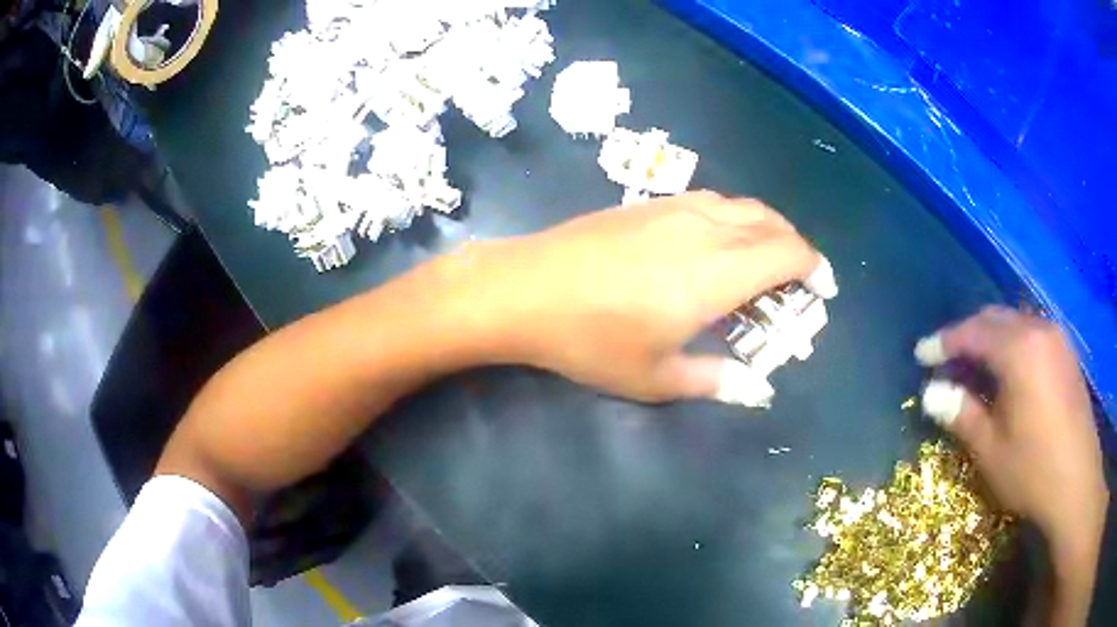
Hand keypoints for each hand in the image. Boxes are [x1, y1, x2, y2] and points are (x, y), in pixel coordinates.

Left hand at [443, 191, 835, 402]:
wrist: (524, 289)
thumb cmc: (591, 340)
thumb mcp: (656, 376)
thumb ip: (715, 381)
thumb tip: (756, 390)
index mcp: (717, 272)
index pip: (787, 254)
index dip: (814, 267)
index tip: (822, 290)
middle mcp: (705, 229)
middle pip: (771, 222)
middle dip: (796, 247)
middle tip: (797, 281)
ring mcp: (673, 208)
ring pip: (741, 206)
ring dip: (766, 229)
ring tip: (763, 262)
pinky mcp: (647, 203)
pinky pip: (711, 201)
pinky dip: (734, 219)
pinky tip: (717, 244)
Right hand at [915, 307, 1106, 583]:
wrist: (1077, 484)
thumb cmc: (1033, 470)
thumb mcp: (991, 450)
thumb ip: (961, 414)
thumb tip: (931, 392)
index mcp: (1019, 350)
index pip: (973, 332)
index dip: (944, 342)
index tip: (920, 354)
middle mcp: (1039, 330)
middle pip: (995, 319)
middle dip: (967, 335)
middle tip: (945, 360)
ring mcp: (1057, 339)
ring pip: (1015, 323)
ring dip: (990, 338)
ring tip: (974, 366)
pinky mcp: (1066, 354)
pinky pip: (1032, 334)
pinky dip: (1012, 344)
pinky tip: (1007, 370)